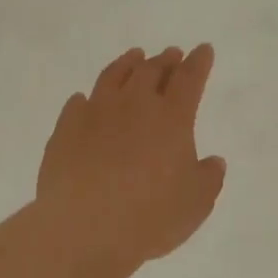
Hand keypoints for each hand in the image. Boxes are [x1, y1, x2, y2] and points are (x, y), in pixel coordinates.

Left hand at [37, 45, 227, 271]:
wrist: (84, 228)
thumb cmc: (151, 216)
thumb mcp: (196, 203)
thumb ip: (209, 177)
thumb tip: (212, 161)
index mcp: (171, 117)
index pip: (190, 79)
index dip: (199, 62)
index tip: (204, 49)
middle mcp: (133, 105)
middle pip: (151, 71)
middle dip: (165, 60)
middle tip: (171, 54)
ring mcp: (95, 113)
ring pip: (113, 76)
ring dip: (127, 64)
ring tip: (134, 57)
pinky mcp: (65, 129)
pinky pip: (78, 103)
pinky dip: (88, 98)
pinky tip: (87, 100)